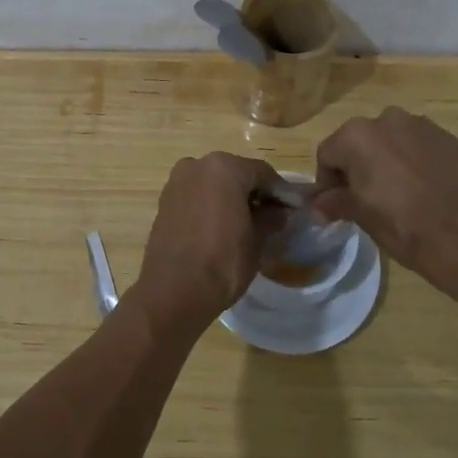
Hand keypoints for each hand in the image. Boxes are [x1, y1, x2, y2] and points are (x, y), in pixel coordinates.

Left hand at [134, 152, 287, 328]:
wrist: (173, 292)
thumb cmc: (222, 262)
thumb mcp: (257, 241)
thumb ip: (270, 219)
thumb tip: (279, 212)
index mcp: (224, 168)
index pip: (263, 173)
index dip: (281, 191)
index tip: (293, 209)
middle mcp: (197, 165)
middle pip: (236, 173)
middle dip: (254, 192)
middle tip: (271, 217)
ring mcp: (177, 181)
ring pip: (214, 183)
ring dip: (231, 197)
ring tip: (246, 224)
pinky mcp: (164, 201)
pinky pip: (196, 195)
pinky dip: (210, 204)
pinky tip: (221, 227)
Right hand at [312, 107, 457, 295]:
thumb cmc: (402, 225)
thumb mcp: (361, 215)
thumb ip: (335, 202)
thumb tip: (317, 205)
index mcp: (357, 136)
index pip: (328, 154)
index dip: (327, 181)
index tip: (335, 204)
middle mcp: (387, 119)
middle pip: (359, 142)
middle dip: (357, 166)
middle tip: (364, 198)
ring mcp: (421, 125)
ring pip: (390, 140)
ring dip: (385, 160)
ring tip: (396, 193)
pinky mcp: (448, 138)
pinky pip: (418, 145)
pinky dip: (413, 161)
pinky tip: (422, 189)